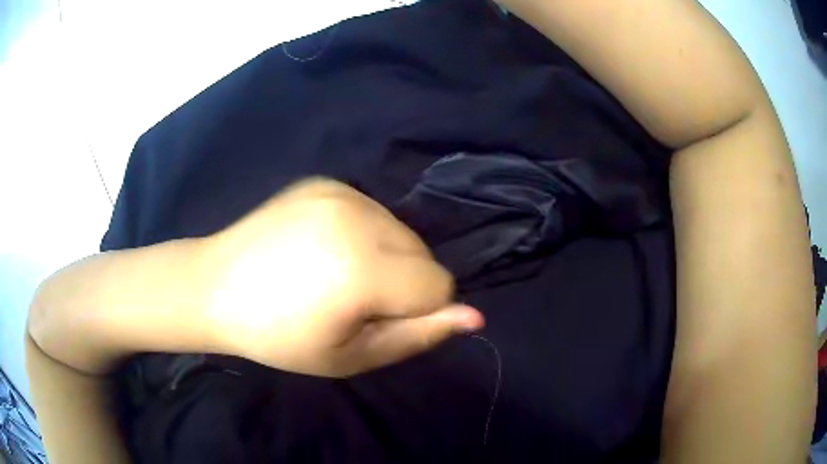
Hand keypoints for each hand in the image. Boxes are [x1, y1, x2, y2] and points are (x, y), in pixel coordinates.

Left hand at [200, 178, 483, 376]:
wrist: (215, 286)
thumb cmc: (279, 337)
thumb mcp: (351, 356)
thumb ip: (417, 336)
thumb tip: (475, 317)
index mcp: (362, 267)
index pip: (438, 285)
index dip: (415, 311)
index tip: (374, 319)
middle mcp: (358, 217)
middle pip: (423, 254)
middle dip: (402, 283)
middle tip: (350, 301)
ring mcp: (340, 191)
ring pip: (402, 232)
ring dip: (385, 257)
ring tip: (334, 273)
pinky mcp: (325, 181)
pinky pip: (372, 213)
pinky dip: (362, 233)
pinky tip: (321, 247)